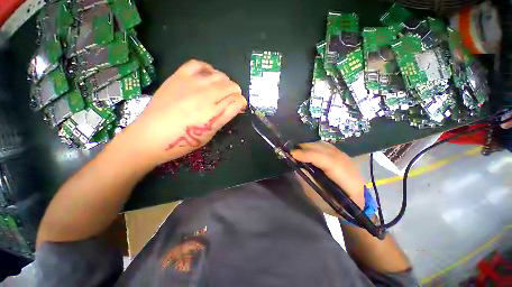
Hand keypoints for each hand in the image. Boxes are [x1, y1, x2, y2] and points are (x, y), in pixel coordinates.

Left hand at [119, 60, 246, 166]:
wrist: (151, 136)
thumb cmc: (183, 141)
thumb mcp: (209, 134)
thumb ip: (223, 118)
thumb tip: (234, 106)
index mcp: (214, 115)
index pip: (238, 101)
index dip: (241, 103)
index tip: (239, 106)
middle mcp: (206, 97)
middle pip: (232, 87)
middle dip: (236, 93)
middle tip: (231, 99)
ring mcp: (192, 84)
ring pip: (220, 76)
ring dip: (226, 82)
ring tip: (221, 88)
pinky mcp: (178, 77)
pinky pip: (198, 64)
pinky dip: (208, 69)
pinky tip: (208, 76)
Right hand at [291, 141, 365, 215]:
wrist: (359, 202)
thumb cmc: (338, 205)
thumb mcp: (320, 198)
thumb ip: (308, 181)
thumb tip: (297, 167)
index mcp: (344, 177)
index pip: (324, 160)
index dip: (307, 155)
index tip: (292, 154)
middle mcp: (345, 162)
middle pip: (322, 149)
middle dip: (304, 148)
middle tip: (291, 153)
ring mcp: (344, 156)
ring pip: (323, 145)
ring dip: (308, 146)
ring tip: (298, 151)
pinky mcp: (342, 154)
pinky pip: (325, 145)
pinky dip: (314, 146)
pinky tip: (308, 151)